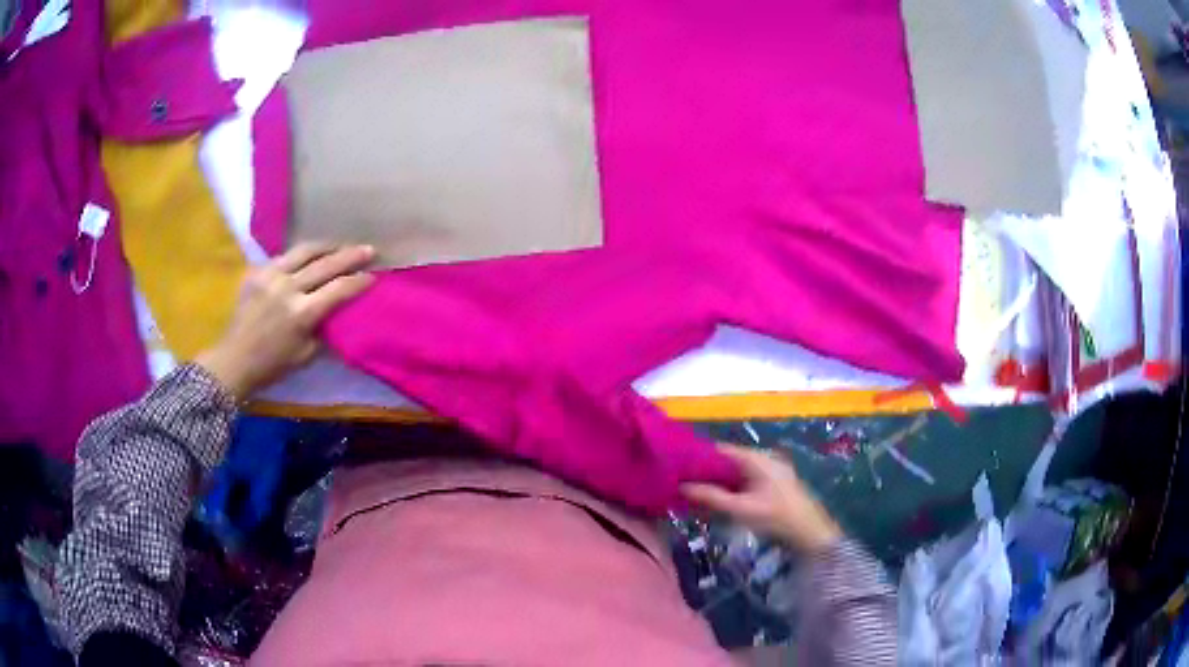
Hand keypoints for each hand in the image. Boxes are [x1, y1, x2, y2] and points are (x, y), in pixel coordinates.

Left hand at [195, 242, 375, 398]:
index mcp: (302, 313)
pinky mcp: (257, 272)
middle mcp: (288, 288)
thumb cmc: (272, 365)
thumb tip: (340, 313)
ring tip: (340, 245)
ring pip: (305, 250)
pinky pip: (284, 256)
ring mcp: (270, 276)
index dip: (359, 281)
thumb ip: (324, 330)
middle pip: (326, 263)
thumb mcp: (306, 355)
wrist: (234, 360)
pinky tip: (308, 257)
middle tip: (369, 249)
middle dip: (350, 255)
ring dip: (327, 246)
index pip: (339, 289)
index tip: (374, 276)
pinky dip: (301, 255)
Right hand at [681, 444, 841, 553]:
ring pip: (736, 473)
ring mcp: (770, 471)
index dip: (698, 457)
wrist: (810, 533)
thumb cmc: (776, 517)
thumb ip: (711, 497)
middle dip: (706, 472)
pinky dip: (731, 488)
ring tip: (695, 494)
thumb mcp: (740, 509)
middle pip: (728, 461)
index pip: (720, 449)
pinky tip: (718, 501)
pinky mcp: (773, 484)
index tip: (677, 468)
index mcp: (756, 458)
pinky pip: (745, 481)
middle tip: (682, 485)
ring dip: (718, 483)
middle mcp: (763, 459)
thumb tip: (681, 486)